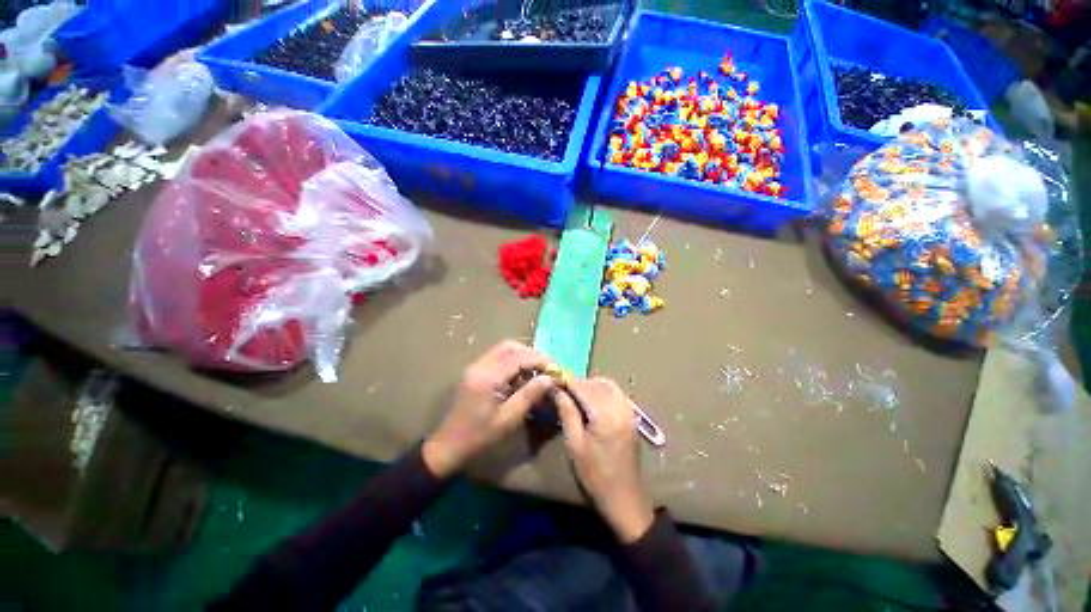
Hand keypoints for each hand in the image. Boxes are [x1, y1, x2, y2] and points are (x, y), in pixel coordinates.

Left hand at [422, 340, 553, 478]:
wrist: (449, 445)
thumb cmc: (480, 436)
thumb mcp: (509, 419)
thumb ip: (530, 395)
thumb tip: (550, 378)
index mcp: (488, 377)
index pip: (519, 357)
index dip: (540, 360)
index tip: (556, 368)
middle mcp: (480, 365)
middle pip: (510, 346)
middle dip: (531, 354)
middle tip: (546, 368)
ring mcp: (476, 366)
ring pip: (504, 349)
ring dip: (522, 356)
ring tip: (536, 371)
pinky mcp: (475, 371)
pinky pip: (498, 357)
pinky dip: (513, 361)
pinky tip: (521, 376)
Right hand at [553, 378, 654, 543]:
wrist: (624, 497)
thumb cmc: (595, 475)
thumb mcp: (574, 444)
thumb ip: (566, 412)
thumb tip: (556, 388)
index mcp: (606, 416)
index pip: (584, 387)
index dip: (567, 381)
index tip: (552, 379)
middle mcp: (620, 407)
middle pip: (596, 383)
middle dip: (578, 382)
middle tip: (562, 389)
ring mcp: (629, 410)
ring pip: (608, 384)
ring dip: (590, 384)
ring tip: (575, 394)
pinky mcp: (632, 415)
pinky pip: (616, 392)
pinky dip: (602, 389)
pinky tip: (591, 399)